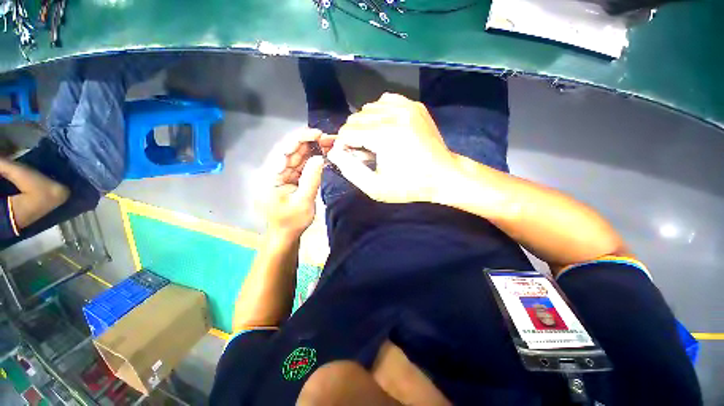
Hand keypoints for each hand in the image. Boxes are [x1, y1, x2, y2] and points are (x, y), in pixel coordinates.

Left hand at [264, 128, 332, 238]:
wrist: (285, 235)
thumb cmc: (291, 222)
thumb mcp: (303, 202)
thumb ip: (311, 179)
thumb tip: (320, 158)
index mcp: (270, 176)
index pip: (284, 150)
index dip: (300, 139)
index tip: (318, 134)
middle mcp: (274, 171)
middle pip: (291, 150)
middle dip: (310, 142)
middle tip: (328, 137)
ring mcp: (282, 174)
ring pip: (297, 156)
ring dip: (313, 149)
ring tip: (329, 143)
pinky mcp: (290, 178)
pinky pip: (301, 165)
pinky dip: (312, 159)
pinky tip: (323, 153)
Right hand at [328, 93, 456, 203]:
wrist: (443, 176)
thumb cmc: (409, 186)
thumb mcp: (375, 187)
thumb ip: (350, 170)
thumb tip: (333, 152)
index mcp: (384, 136)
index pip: (347, 131)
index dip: (343, 145)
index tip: (350, 157)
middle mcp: (394, 115)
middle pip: (356, 118)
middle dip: (353, 136)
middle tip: (364, 153)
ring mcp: (407, 107)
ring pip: (369, 108)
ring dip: (365, 124)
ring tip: (375, 141)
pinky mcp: (415, 106)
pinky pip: (386, 100)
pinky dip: (380, 112)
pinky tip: (385, 127)